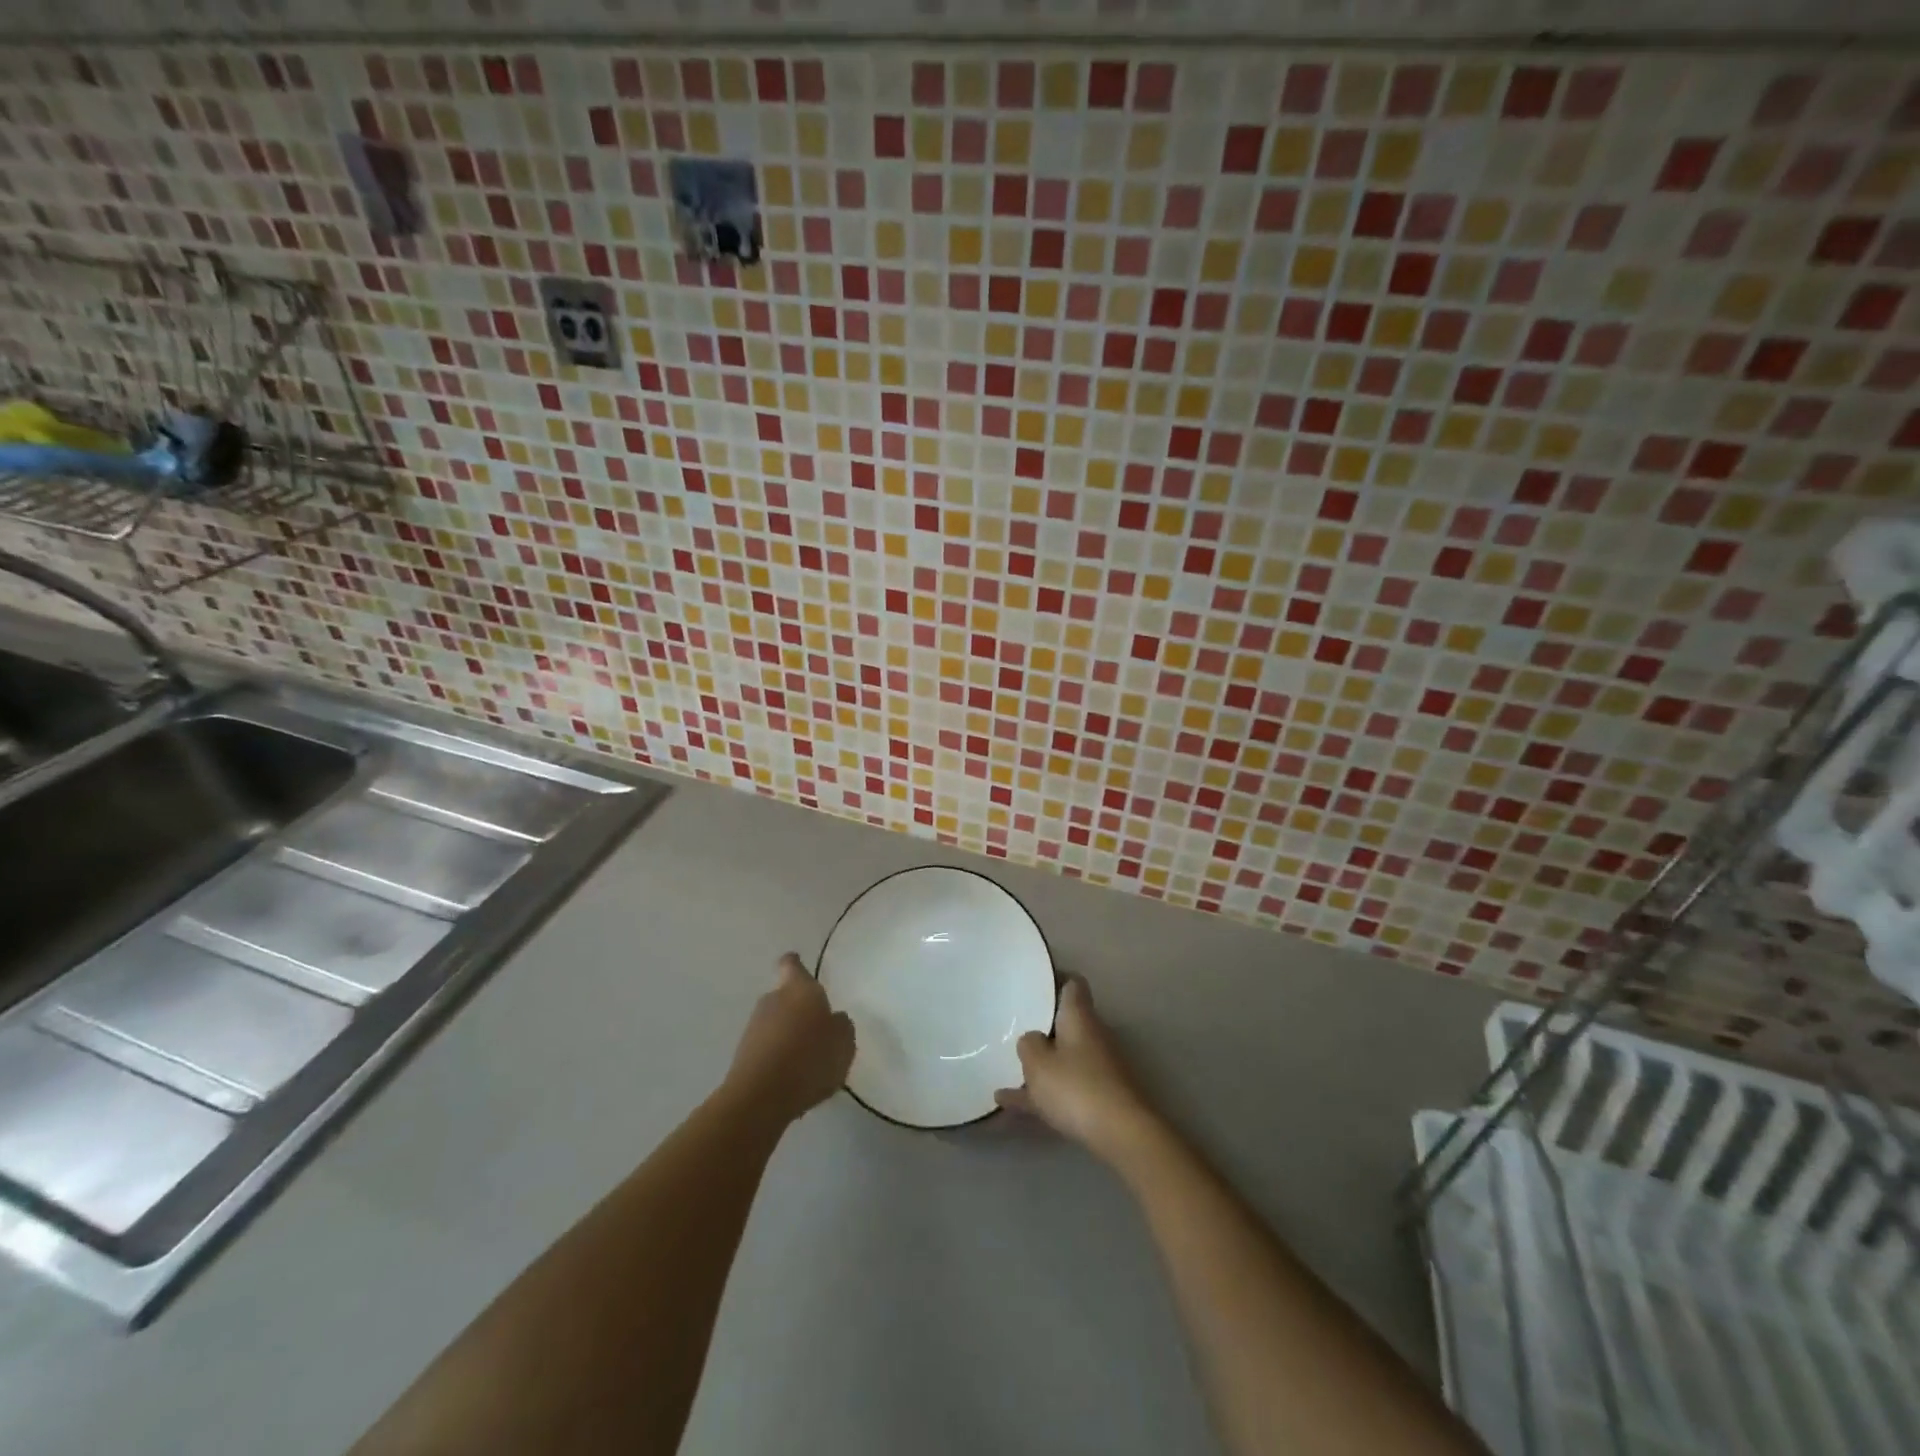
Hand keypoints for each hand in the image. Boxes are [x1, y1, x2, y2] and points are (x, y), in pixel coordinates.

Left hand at [725, 953, 855, 1125]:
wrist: (760, 1097)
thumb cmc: (810, 1058)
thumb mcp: (844, 1042)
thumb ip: (841, 1025)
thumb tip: (833, 1019)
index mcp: (800, 988)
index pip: (792, 965)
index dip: (796, 964)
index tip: (798, 964)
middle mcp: (773, 1000)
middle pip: (785, 996)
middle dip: (798, 1009)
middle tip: (817, 1028)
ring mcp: (754, 1027)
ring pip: (775, 1023)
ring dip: (788, 1034)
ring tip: (807, 1059)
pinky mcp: (743, 1054)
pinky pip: (767, 1048)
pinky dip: (778, 1057)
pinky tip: (792, 1077)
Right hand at [995, 976, 1160, 1163]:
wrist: (1122, 1134)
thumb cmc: (1076, 1087)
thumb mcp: (1037, 1063)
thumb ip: (1028, 1045)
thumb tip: (1033, 1038)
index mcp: (1079, 1017)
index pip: (1073, 984)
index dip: (1056, 979)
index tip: (1036, 983)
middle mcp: (1094, 1035)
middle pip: (1068, 1022)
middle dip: (1045, 1027)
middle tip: (1016, 1028)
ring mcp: (1100, 1067)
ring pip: (1065, 1058)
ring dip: (1042, 1065)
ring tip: (1007, 1074)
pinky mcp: (1102, 1096)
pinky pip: (1066, 1087)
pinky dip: (1045, 1093)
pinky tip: (1012, 1106)